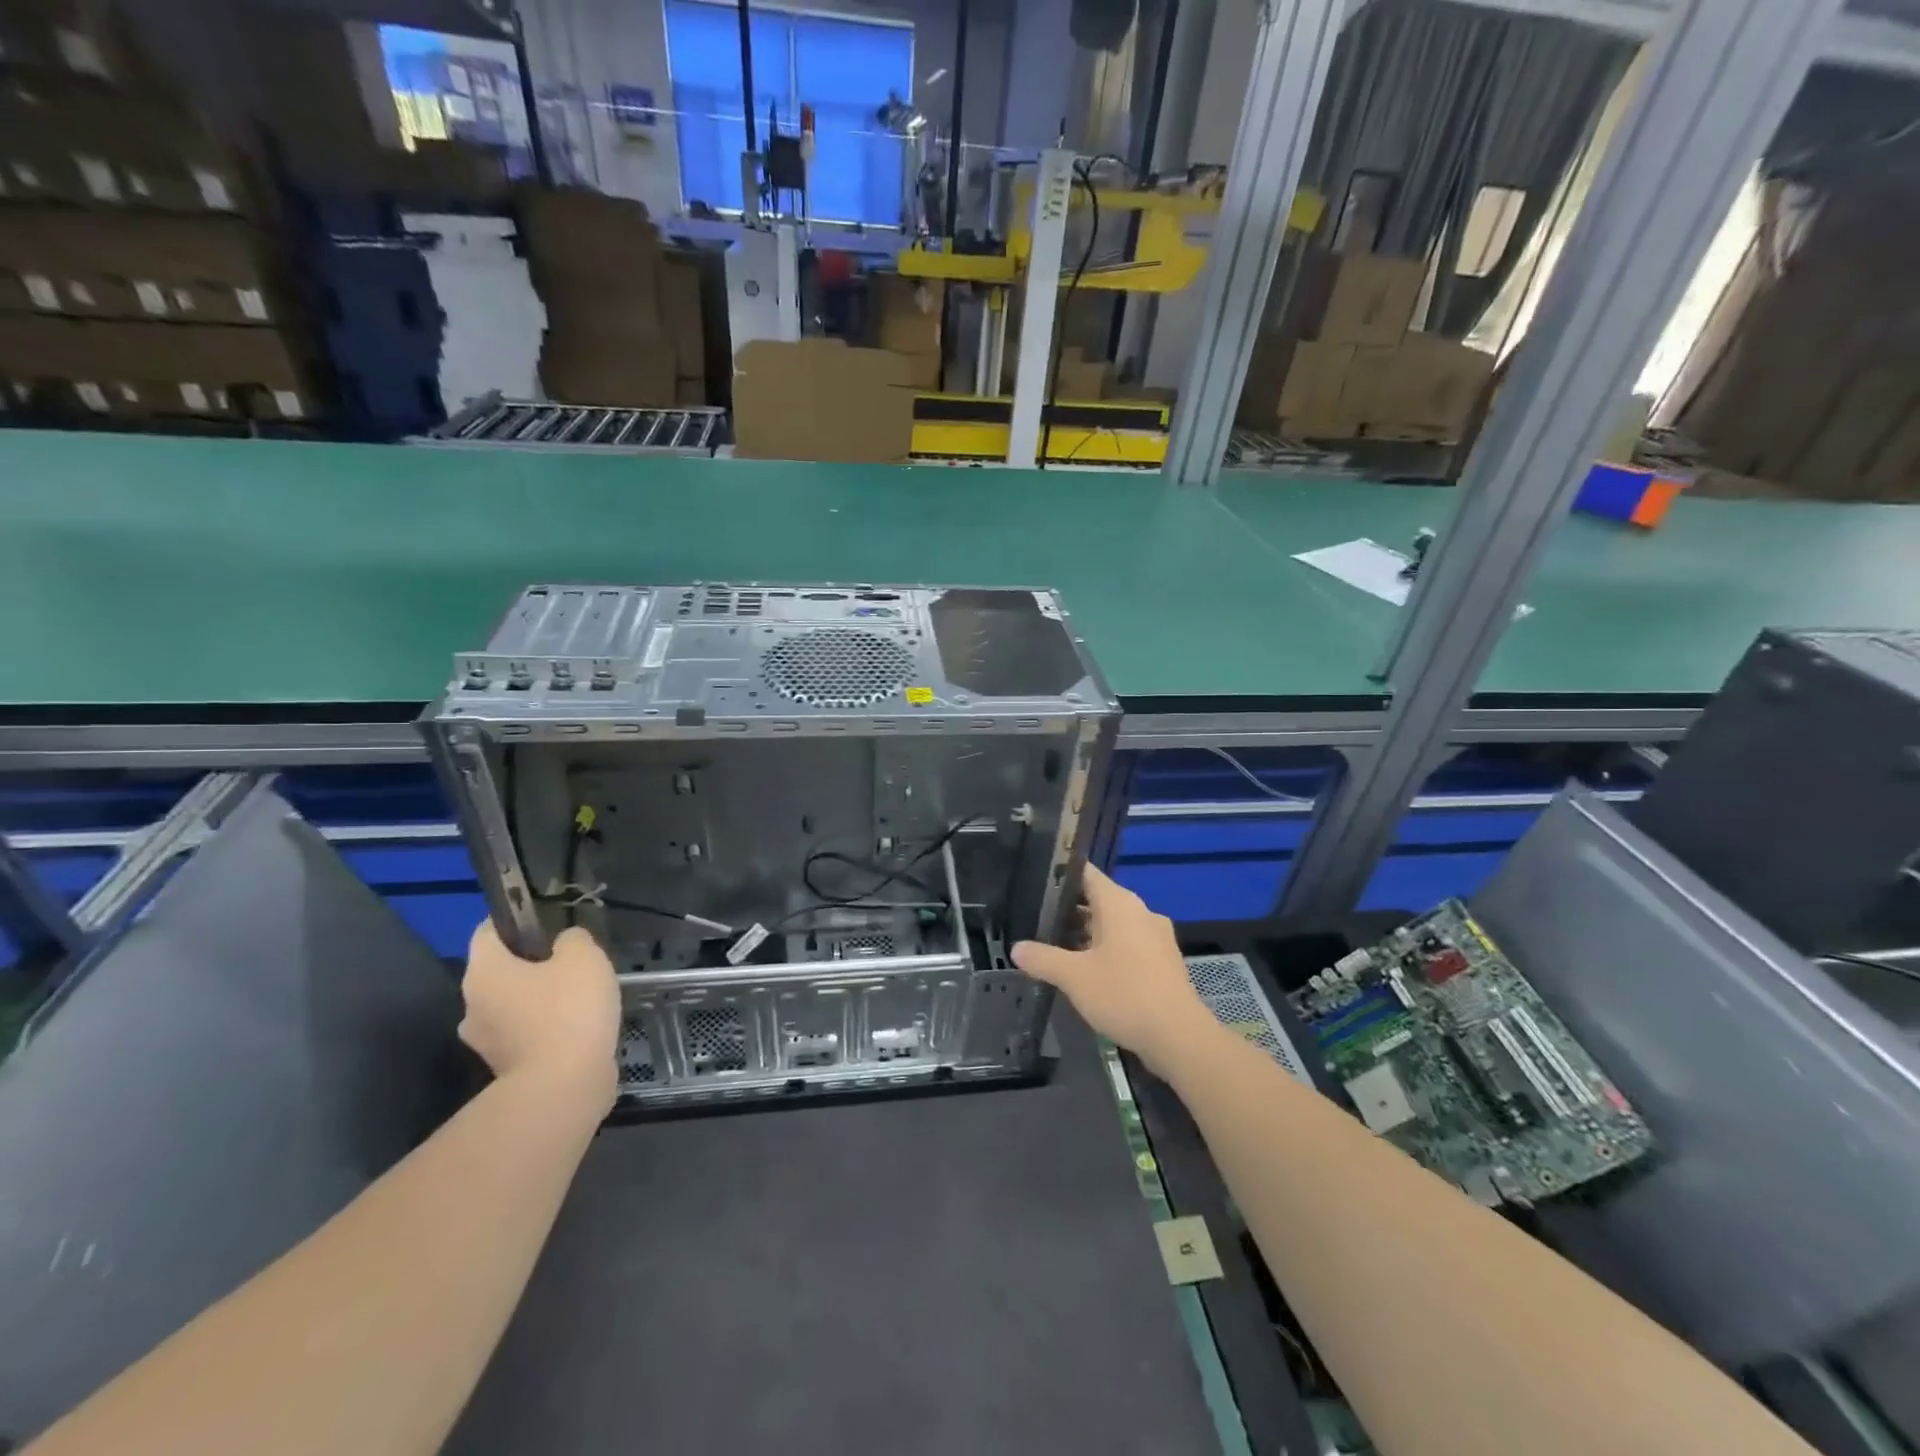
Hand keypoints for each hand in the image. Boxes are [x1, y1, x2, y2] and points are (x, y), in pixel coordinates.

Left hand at [459, 920, 620, 1109]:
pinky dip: (545, 1027)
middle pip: (500, 971)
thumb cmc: (569, 1010)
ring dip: (539, 998)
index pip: (487, 932)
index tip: (547, 920)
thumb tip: (565, 943)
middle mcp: (472, 1004)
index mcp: (484, 971)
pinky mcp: (505, 1067)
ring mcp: (485, 1041)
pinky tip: (577, 1026)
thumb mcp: (584, 956)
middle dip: (531, 964)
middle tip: (571, 960)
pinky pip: (524, 1033)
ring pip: (513, 1004)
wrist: (563, 1086)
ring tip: (580, 996)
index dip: (515, 920)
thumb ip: (573, 939)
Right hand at [1012, 864, 1217, 1073]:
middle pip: (1098, 900)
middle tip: (1037, 921)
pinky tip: (1087, 972)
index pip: (1086, 873)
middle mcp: (1140, 911)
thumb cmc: (1124, 994)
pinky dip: (1106, 951)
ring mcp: (1155, 937)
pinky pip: (1128, 945)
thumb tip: (1016, 948)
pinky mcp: (1163, 962)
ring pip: (1113, 925)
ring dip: (1087, 934)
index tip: (1035, 883)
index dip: (1060, 875)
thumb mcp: (1073, 977)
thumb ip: (1043, 958)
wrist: (1179, 1036)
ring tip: (1056, 948)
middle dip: (1069, 911)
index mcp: (1120, 903)